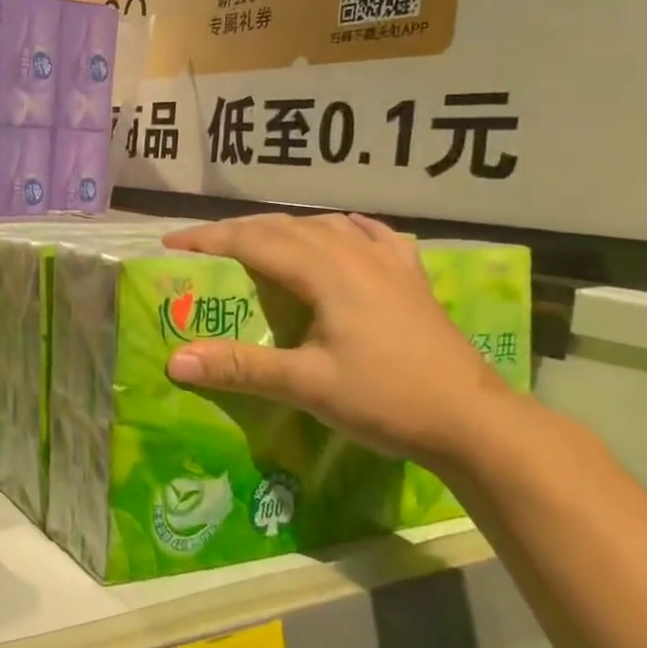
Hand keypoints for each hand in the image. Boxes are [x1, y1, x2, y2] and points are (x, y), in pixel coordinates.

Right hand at [161, 213, 514, 468]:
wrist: (475, 420)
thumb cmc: (387, 399)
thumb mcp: (307, 386)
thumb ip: (240, 367)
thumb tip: (175, 360)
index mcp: (327, 272)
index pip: (255, 241)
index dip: (209, 239)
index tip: (171, 245)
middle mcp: (355, 254)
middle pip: (285, 226)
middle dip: (237, 231)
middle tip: (200, 246)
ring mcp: (389, 263)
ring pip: (324, 226)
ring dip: (282, 228)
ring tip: (256, 241)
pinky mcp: (411, 278)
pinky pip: (370, 236)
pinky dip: (343, 229)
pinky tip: (343, 231)